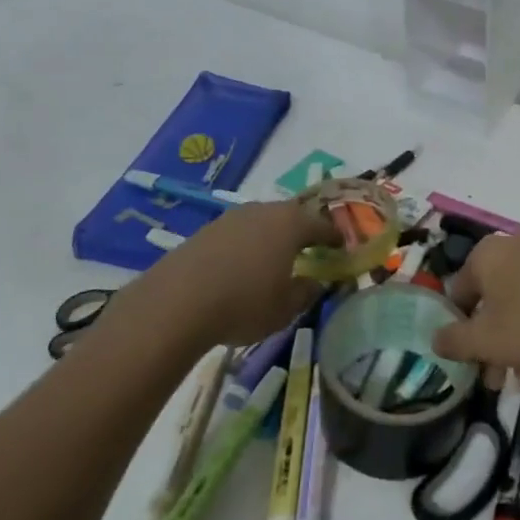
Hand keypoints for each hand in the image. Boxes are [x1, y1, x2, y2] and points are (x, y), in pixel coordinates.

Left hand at [119, 201, 336, 350]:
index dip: (334, 237)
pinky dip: (245, 246)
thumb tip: (315, 282)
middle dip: (302, 232)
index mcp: (291, 224)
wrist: (176, 303)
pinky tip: (240, 268)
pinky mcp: (205, 230)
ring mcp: (231, 218)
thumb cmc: (244, 304)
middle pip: (291, 217)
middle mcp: (263, 211)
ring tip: (273, 260)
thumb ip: (306, 292)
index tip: (342, 247)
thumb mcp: (285, 308)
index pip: (322, 225)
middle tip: (310, 249)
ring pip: (261, 222)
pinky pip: (237, 234)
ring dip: (271, 238)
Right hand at [434, 232, 519, 371]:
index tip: (468, 360)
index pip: (458, 293)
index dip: (458, 330)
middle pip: (493, 304)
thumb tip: (435, 339)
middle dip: (494, 347)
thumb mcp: (484, 340)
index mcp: (485, 256)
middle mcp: (514, 249)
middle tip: (499, 380)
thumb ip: (453, 341)